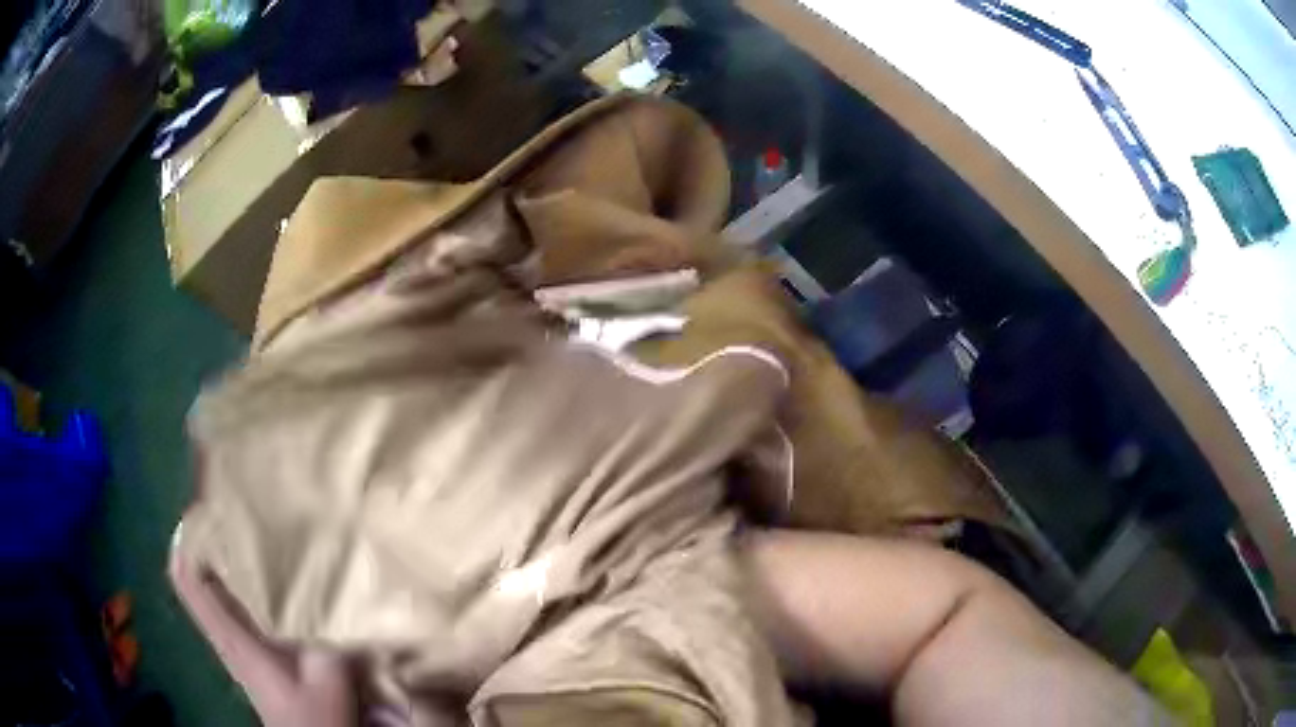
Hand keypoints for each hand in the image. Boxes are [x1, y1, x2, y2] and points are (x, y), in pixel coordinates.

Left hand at [170, 520, 356, 726]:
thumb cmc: (312, 718)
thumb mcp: (326, 682)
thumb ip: (328, 639)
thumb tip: (338, 589)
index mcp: (232, 637)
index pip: (188, 581)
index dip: (188, 541)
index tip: (205, 505)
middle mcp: (230, 631)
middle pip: (205, 572)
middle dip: (217, 536)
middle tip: (245, 504)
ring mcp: (244, 640)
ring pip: (226, 585)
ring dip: (238, 556)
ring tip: (265, 527)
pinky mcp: (263, 648)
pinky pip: (250, 602)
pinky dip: (258, 581)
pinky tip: (286, 573)